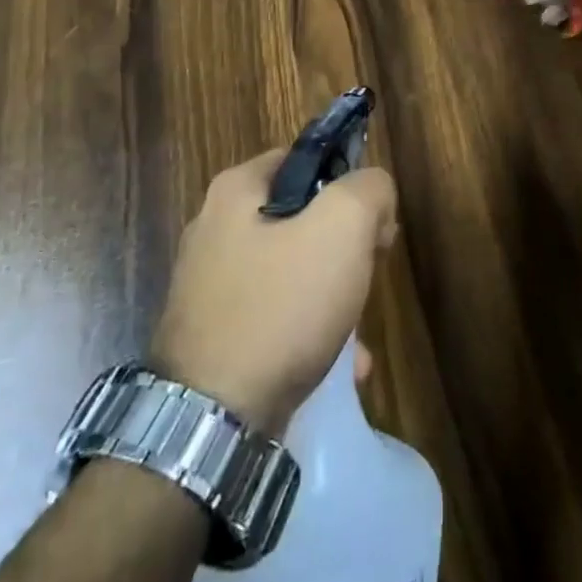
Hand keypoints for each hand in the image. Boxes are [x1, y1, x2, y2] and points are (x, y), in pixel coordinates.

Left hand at [148, 149, 397, 435]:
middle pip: (300, 220)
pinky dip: (307, 336)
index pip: (303, 160)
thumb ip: (369, 189)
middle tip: (367, 275)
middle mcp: (213, 230)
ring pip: (291, 275)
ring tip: (357, 337)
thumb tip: (374, 193)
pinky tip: (337, 369)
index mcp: (235, 191)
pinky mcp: (211, 338)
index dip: (347, 184)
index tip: (373, 224)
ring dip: (331, 299)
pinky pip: (273, 321)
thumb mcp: (343, 226)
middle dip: (343, 249)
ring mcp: (208, 288)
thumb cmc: (280, 306)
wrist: (211, 422)